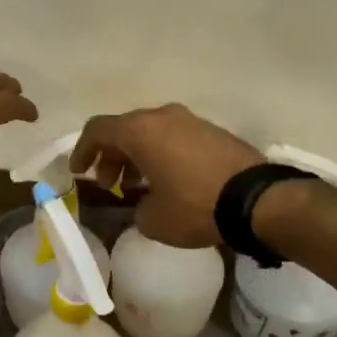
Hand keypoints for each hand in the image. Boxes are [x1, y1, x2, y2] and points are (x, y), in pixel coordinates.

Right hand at [73, 105, 262, 247]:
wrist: (257, 200)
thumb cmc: (195, 206)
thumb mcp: (154, 220)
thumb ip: (137, 208)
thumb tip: (145, 204)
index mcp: (140, 130)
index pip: (97, 130)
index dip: (82, 151)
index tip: (79, 172)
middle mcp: (162, 116)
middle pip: (124, 129)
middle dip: (111, 157)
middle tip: (111, 186)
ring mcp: (190, 120)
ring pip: (151, 132)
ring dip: (137, 156)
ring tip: (138, 187)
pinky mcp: (212, 131)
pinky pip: (174, 138)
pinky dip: (162, 155)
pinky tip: (168, 182)